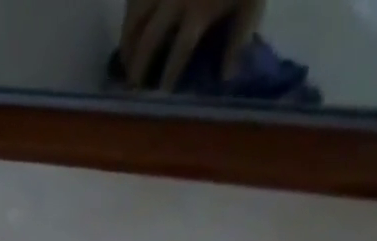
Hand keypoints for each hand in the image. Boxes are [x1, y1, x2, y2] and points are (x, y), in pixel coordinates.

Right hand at [121, 0, 263, 90]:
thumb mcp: (251, 0)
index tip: (161, 95)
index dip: (168, 76)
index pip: (179, 52)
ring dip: (127, 42)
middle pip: (148, 39)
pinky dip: (129, 13)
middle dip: (138, 66)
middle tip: (133, 86)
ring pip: (134, 16)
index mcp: (198, 11)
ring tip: (125, 59)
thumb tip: (226, 78)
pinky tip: (129, 26)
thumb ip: (240, 37)